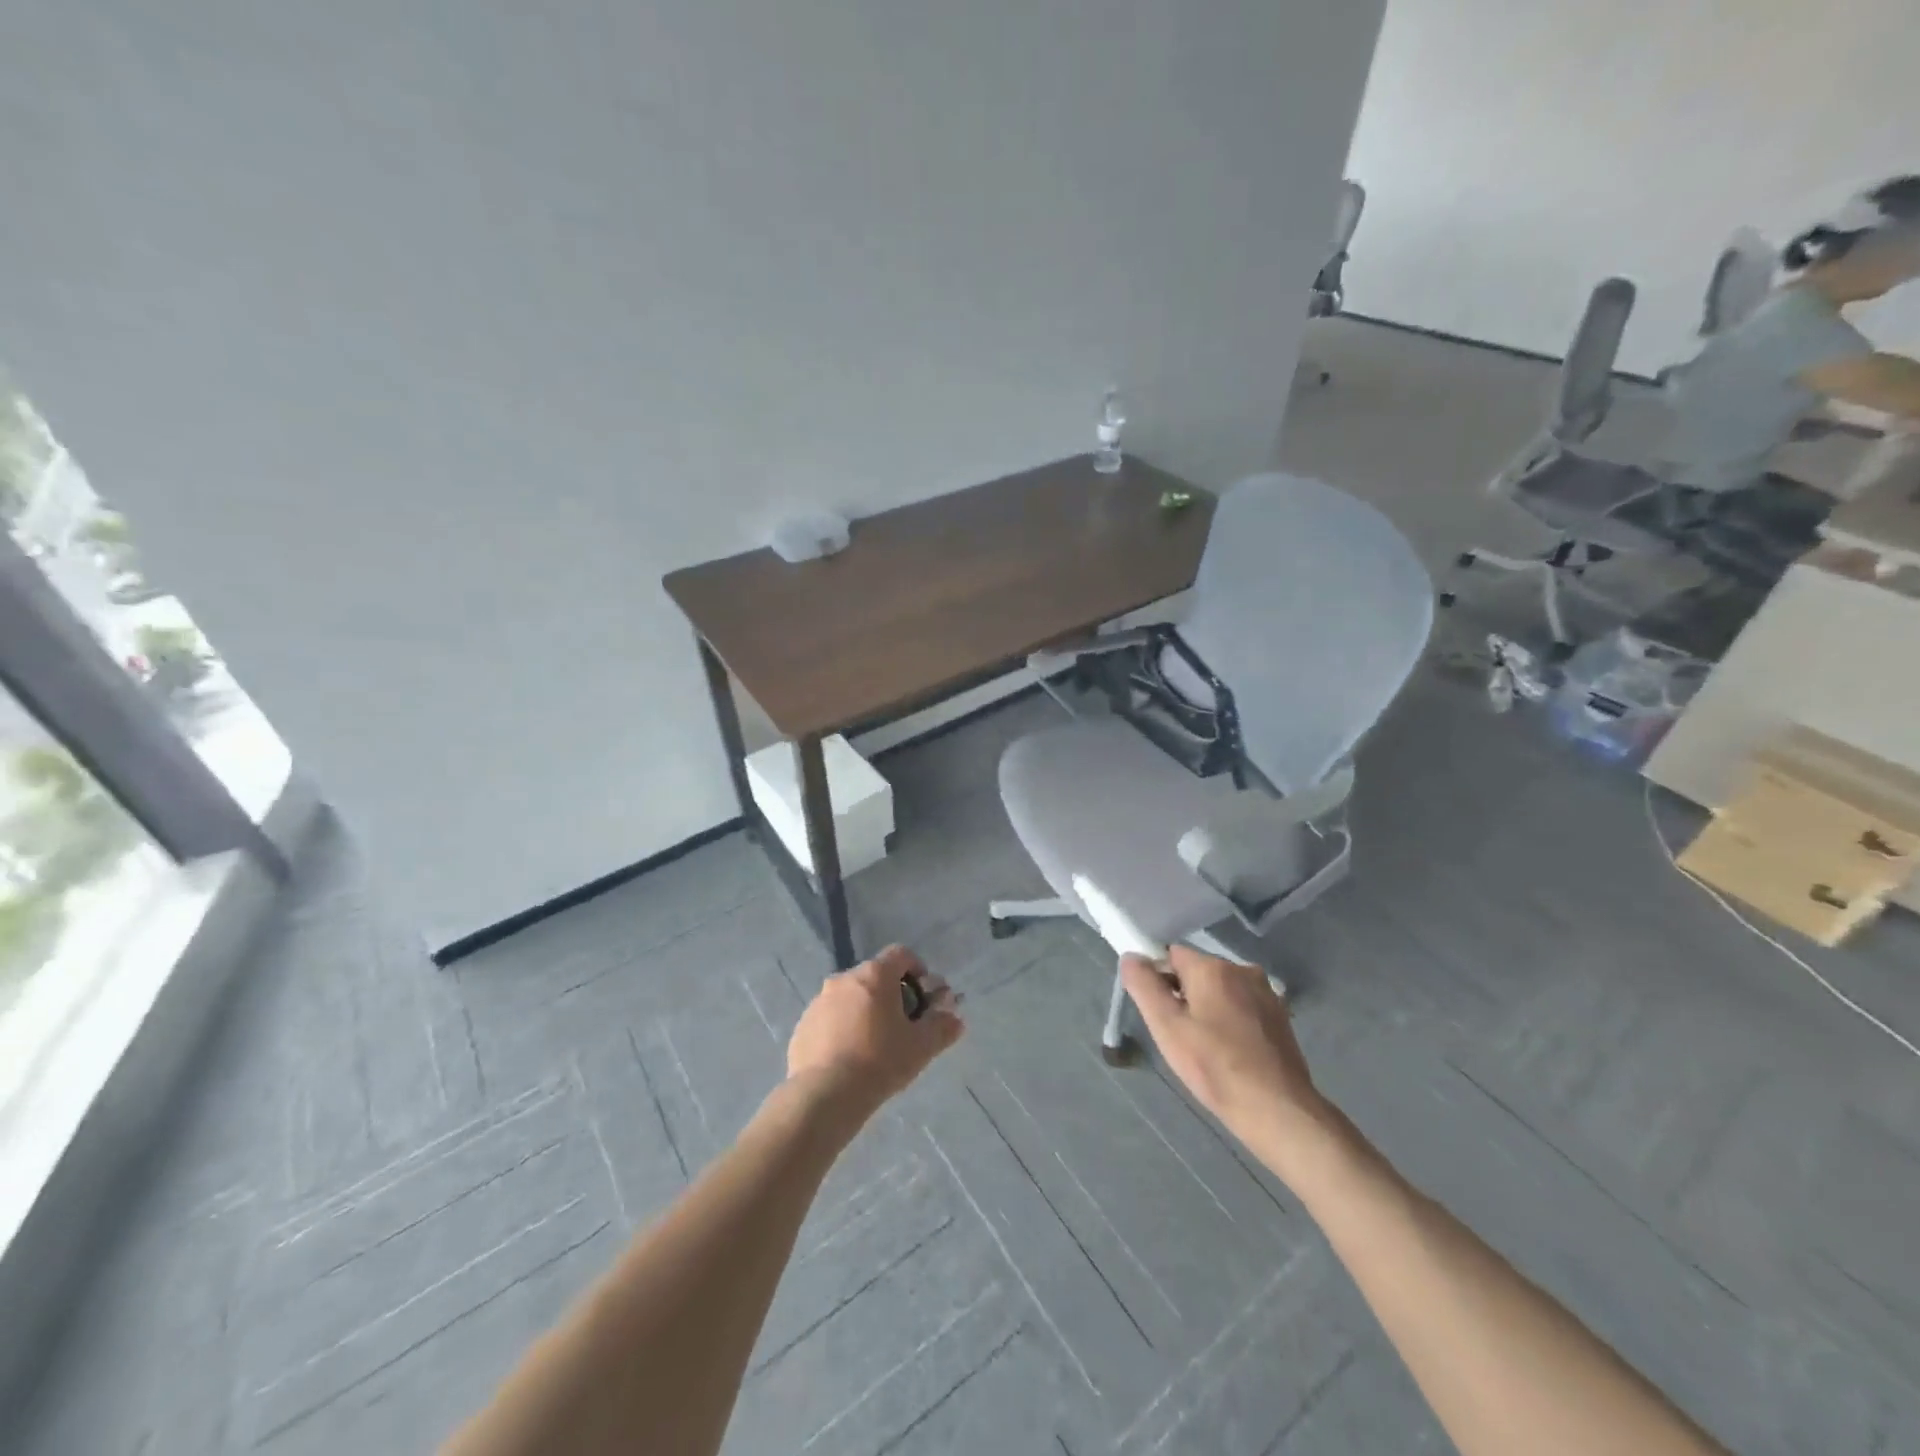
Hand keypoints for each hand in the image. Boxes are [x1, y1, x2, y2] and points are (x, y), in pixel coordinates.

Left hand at [786, 945, 963, 1117]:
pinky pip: (829, 1019)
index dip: (917, 970)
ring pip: (850, 998)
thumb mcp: (921, 1046)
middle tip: (902, 1026)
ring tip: (874, 1047)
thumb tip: (955, 1019)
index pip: (901, 954)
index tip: (923, 998)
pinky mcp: (802, 1026)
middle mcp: (844, 979)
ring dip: (864, 1012)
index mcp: (874, 975)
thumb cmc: (880, 1061)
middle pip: (875, 976)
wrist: (825, 1095)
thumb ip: (942, 1027)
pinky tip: (849, 1059)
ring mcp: (819, 1002)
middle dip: (891, 995)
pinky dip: (842, 1030)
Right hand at [1120, 946, 1329, 1161]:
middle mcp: (1243, 970)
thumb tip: (1131, 957)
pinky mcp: (1280, 1016)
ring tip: (1206, 1048)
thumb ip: (1144, 986)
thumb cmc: (1214, 1067)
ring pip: (1221, 990)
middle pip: (1198, 972)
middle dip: (1184, 995)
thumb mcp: (1166, 1027)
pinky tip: (1231, 1053)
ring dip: (1208, 1009)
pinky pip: (1243, 1006)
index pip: (1172, 955)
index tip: (1160, 1014)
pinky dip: (1231, 1021)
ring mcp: (1266, 993)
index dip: (1159, 980)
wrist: (1277, 1110)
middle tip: (1180, 1036)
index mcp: (1213, 967)